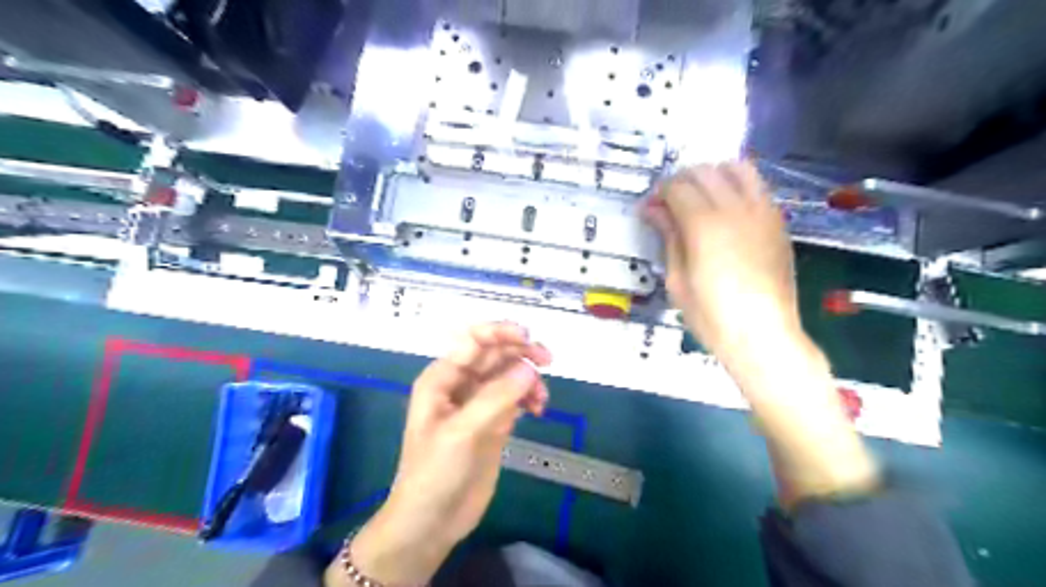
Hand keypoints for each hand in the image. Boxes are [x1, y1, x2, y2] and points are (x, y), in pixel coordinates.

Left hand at [333, 323, 554, 584]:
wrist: (432, 522)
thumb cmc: (435, 473)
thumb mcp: (462, 433)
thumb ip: (495, 398)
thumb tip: (529, 368)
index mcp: (442, 378)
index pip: (473, 341)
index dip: (499, 332)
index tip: (527, 337)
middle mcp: (460, 384)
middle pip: (495, 354)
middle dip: (521, 352)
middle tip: (548, 360)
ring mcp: (478, 403)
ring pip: (509, 374)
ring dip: (528, 378)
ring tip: (541, 399)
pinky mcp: (493, 421)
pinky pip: (516, 397)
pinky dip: (529, 397)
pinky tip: (538, 409)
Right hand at [638, 160, 803, 361]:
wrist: (763, 335)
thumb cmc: (711, 316)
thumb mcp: (677, 280)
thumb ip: (668, 237)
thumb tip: (653, 210)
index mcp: (704, 224)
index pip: (677, 187)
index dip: (658, 194)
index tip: (649, 209)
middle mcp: (735, 208)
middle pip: (704, 171)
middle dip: (681, 180)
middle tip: (669, 202)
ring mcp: (762, 211)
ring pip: (737, 168)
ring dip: (713, 174)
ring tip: (701, 196)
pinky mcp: (778, 221)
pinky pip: (757, 186)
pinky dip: (737, 185)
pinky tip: (727, 209)